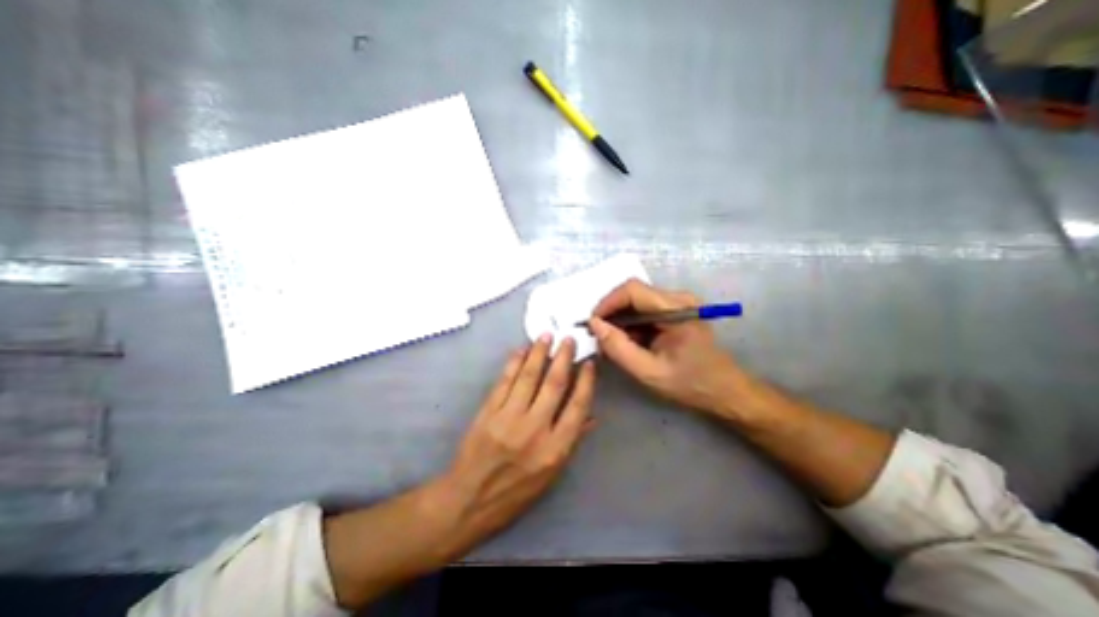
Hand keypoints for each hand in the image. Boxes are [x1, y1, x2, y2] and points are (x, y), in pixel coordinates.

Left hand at [435, 335, 592, 557]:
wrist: (469, 500)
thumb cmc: (516, 492)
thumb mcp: (551, 475)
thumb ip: (572, 442)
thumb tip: (591, 417)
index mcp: (555, 449)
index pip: (577, 406)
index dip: (585, 381)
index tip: (589, 363)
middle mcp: (534, 430)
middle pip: (554, 384)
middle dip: (563, 358)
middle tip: (568, 339)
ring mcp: (508, 418)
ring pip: (528, 377)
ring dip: (539, 353)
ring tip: (546, 336)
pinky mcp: (488, 412)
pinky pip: (504, 381)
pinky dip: (514, 363)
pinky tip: (521, 350)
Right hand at [584, 279, 747, 416]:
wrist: (725, 391)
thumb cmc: (691, 384)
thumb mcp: (649, 372)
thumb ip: (619, 348)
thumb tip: (594, 325)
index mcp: (676, 309)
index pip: (632, 290)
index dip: (607, 303)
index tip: (593, 324)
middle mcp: (678, 299)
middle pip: (633, 294)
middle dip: (612, 314)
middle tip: (600, 338)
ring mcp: (677, 304)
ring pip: (636, 302)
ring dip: (620, 321)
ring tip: (613, 344)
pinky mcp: (675, 312)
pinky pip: (644, 311)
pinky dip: (631, 325)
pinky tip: (629, 343)